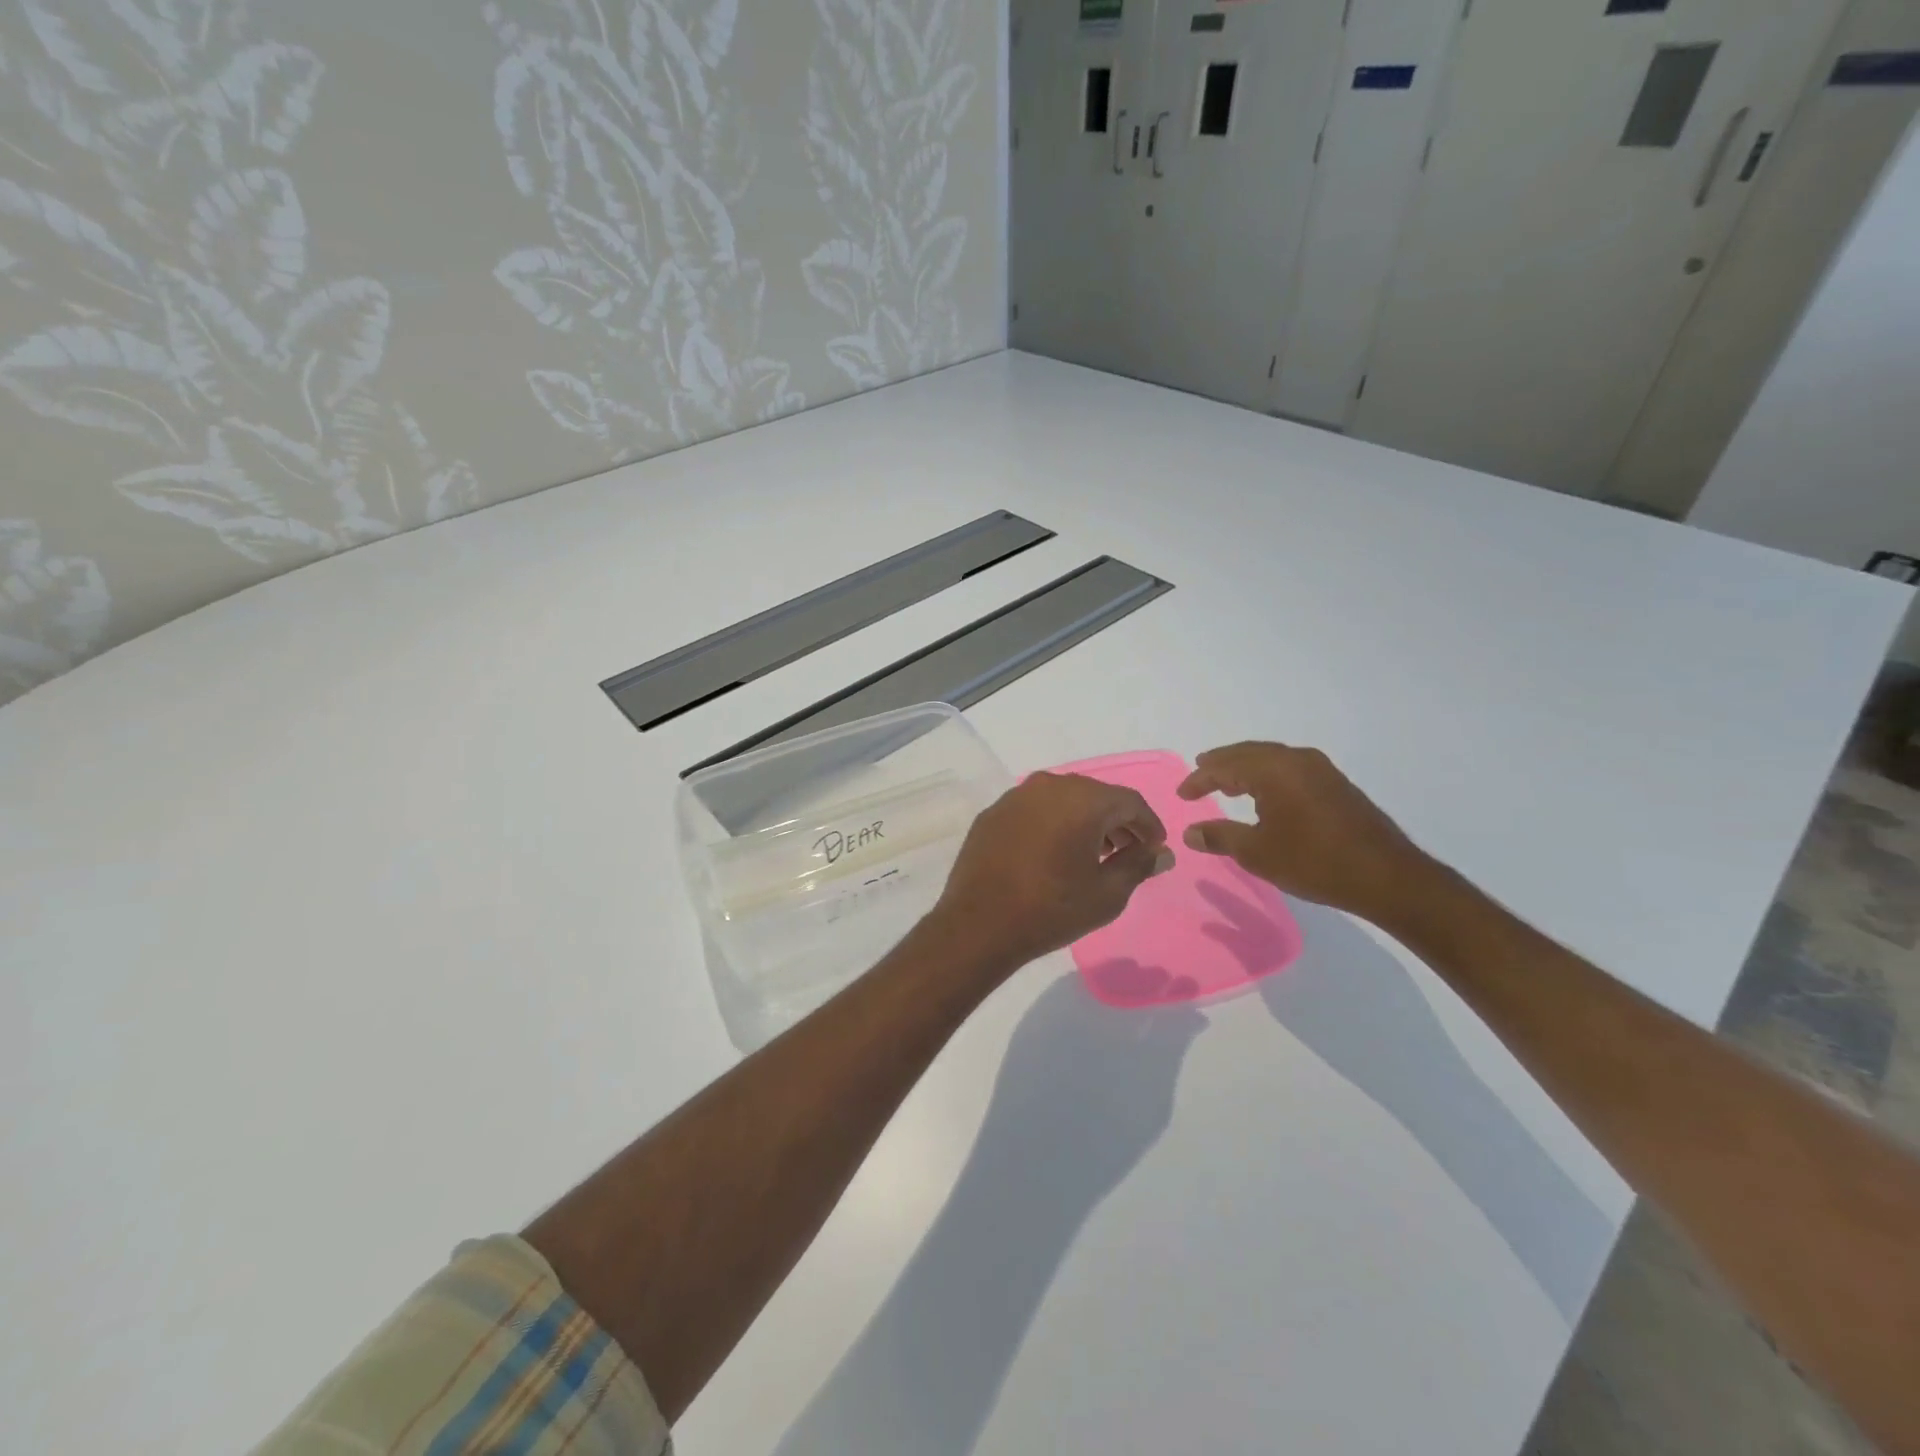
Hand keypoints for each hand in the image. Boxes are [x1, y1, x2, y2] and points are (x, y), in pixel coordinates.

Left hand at [931, 773, 1172, 968]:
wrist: (979, 925)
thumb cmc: (1052, 909)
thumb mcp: (1107, 893)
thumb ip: (1139, 865)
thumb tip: (1161, 852)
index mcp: (1082, 799)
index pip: (1130, 802)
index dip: (1149, 825)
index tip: (1155, 849)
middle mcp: (1049, 786)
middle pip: (1096, 796)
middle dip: (1117, 822)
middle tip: (1127, 852)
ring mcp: (1016, 796)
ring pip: (1063, 800)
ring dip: (1084, 821)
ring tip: (1093, 855)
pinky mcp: (993, 813)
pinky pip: (1034, 811)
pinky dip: (1052, 824)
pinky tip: (1053, 854)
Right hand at [1177, 742, 1433, 925]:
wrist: (1386, 876)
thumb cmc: (1314, 862)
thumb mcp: (1257, 853)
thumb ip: (1220, 837)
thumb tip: (1190, 833)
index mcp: (1272, 770)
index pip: (1224, 767)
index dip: (1199, 780)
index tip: (1182, 794)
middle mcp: (1296, 759)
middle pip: (1248, 753)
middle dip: (1221, 763)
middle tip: (1200, 770)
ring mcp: (1320, 769)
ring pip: (1271, 758)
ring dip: (1245, 767)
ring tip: (1227, 780)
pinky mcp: (1336, 784)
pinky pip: (1289, 767)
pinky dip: (1268, 774)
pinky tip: (1265, 792)